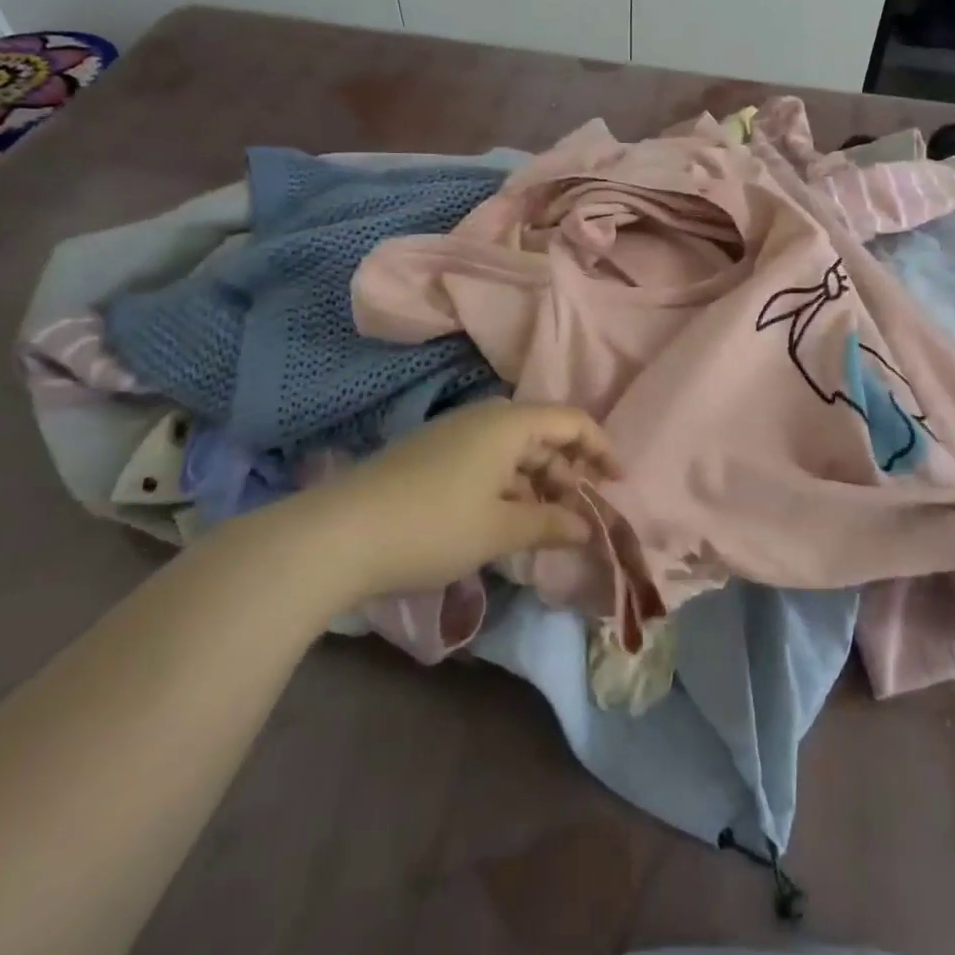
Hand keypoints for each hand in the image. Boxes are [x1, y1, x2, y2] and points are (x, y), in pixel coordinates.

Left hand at [243, 400, 616, 615]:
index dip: (601, 449)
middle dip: (568, 473)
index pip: (572, 421)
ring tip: (546, 526)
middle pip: (543, 436)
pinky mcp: (431, 458)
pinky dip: (508, 488)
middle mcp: (484, 419)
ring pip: (514, 453)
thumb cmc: (433, 525)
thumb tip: (586, 527)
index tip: (617, 483)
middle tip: (580, 515)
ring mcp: (454, 437)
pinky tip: (504, 523)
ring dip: (537, 485)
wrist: (337, 535)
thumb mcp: (500, 529)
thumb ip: (550, 523)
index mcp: (509, 423)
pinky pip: (487, 464)